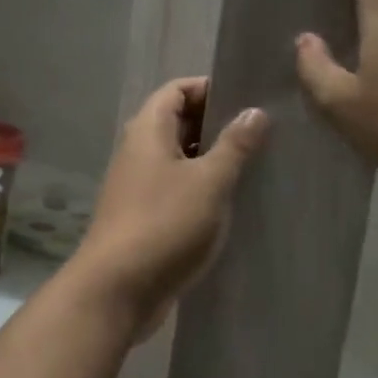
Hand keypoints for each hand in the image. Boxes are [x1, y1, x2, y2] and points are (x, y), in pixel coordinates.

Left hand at [72, 77, 267, 335]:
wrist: (117, 290)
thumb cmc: (164, 224)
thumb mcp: (209, 181)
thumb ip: (234, 145)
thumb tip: (254, 111)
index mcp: (148, 131)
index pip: (176, 89)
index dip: (209, 87)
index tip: (247, 99)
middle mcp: (139, 152)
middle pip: (178, 123)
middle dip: (216, 124)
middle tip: (261, 132)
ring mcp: (139, 187)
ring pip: (180, 159)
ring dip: (212, 159)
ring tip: (255, 164)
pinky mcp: (145, 218)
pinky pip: (177, 190)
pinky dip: (202, 189)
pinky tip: (232, 202)